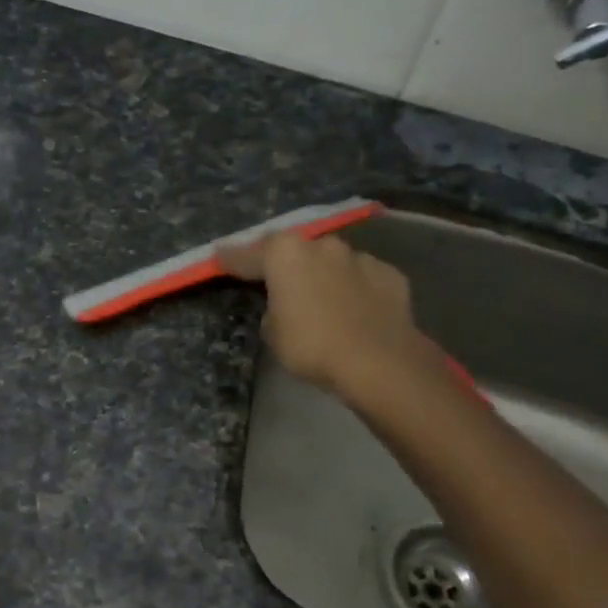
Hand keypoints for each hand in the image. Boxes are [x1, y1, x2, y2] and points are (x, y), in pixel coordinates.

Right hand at [217, 230, 434, 398]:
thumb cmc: (312, 346)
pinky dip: (354, 288)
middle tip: (276, 280)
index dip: (231, 258)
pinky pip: (362, 278)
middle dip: (284, 263)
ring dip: (322, 274)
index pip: (248, 255)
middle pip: (294, 250)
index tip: (219, 256)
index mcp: (285, 254)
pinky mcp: (389, 274)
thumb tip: (285, 306)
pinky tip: (354, 309)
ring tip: (320, 298)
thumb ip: (273, 309)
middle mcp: (321, 245)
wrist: (379, 361)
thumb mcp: (273, 333)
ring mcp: (359, 257)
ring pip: (331, 260)